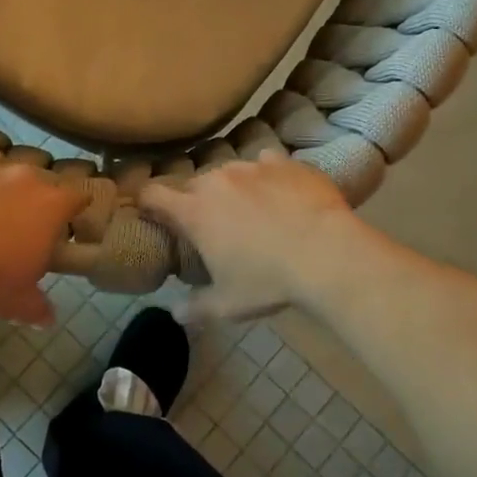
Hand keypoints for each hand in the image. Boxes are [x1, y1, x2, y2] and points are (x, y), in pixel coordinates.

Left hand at [0, 154, 85, 323]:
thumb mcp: (21, 303)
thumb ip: (39, 306)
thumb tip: (47, 318)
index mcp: (51, 204)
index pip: (75, 197)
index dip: (71, 208)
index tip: (64, 220)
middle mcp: (23, 176)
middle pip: (34, 180)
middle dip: (26, 197)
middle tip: (12, 224)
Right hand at [139, 150, 367, 323]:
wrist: (328, 254)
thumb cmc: (269, 281)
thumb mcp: (228, 305)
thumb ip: (196, 308)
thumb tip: (176, 314)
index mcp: (194, 211)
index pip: (152, 195)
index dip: (147, 203)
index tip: (152, 214)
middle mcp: (217, 180)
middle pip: (192, 184)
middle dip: (194, 202)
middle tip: (210, 225)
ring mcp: (252, 166)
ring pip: (229, 171)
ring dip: (231, 188)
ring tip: (250, 209)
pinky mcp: (285, 162)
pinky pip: (266, 163)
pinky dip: (267, 177)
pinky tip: (281, 194)